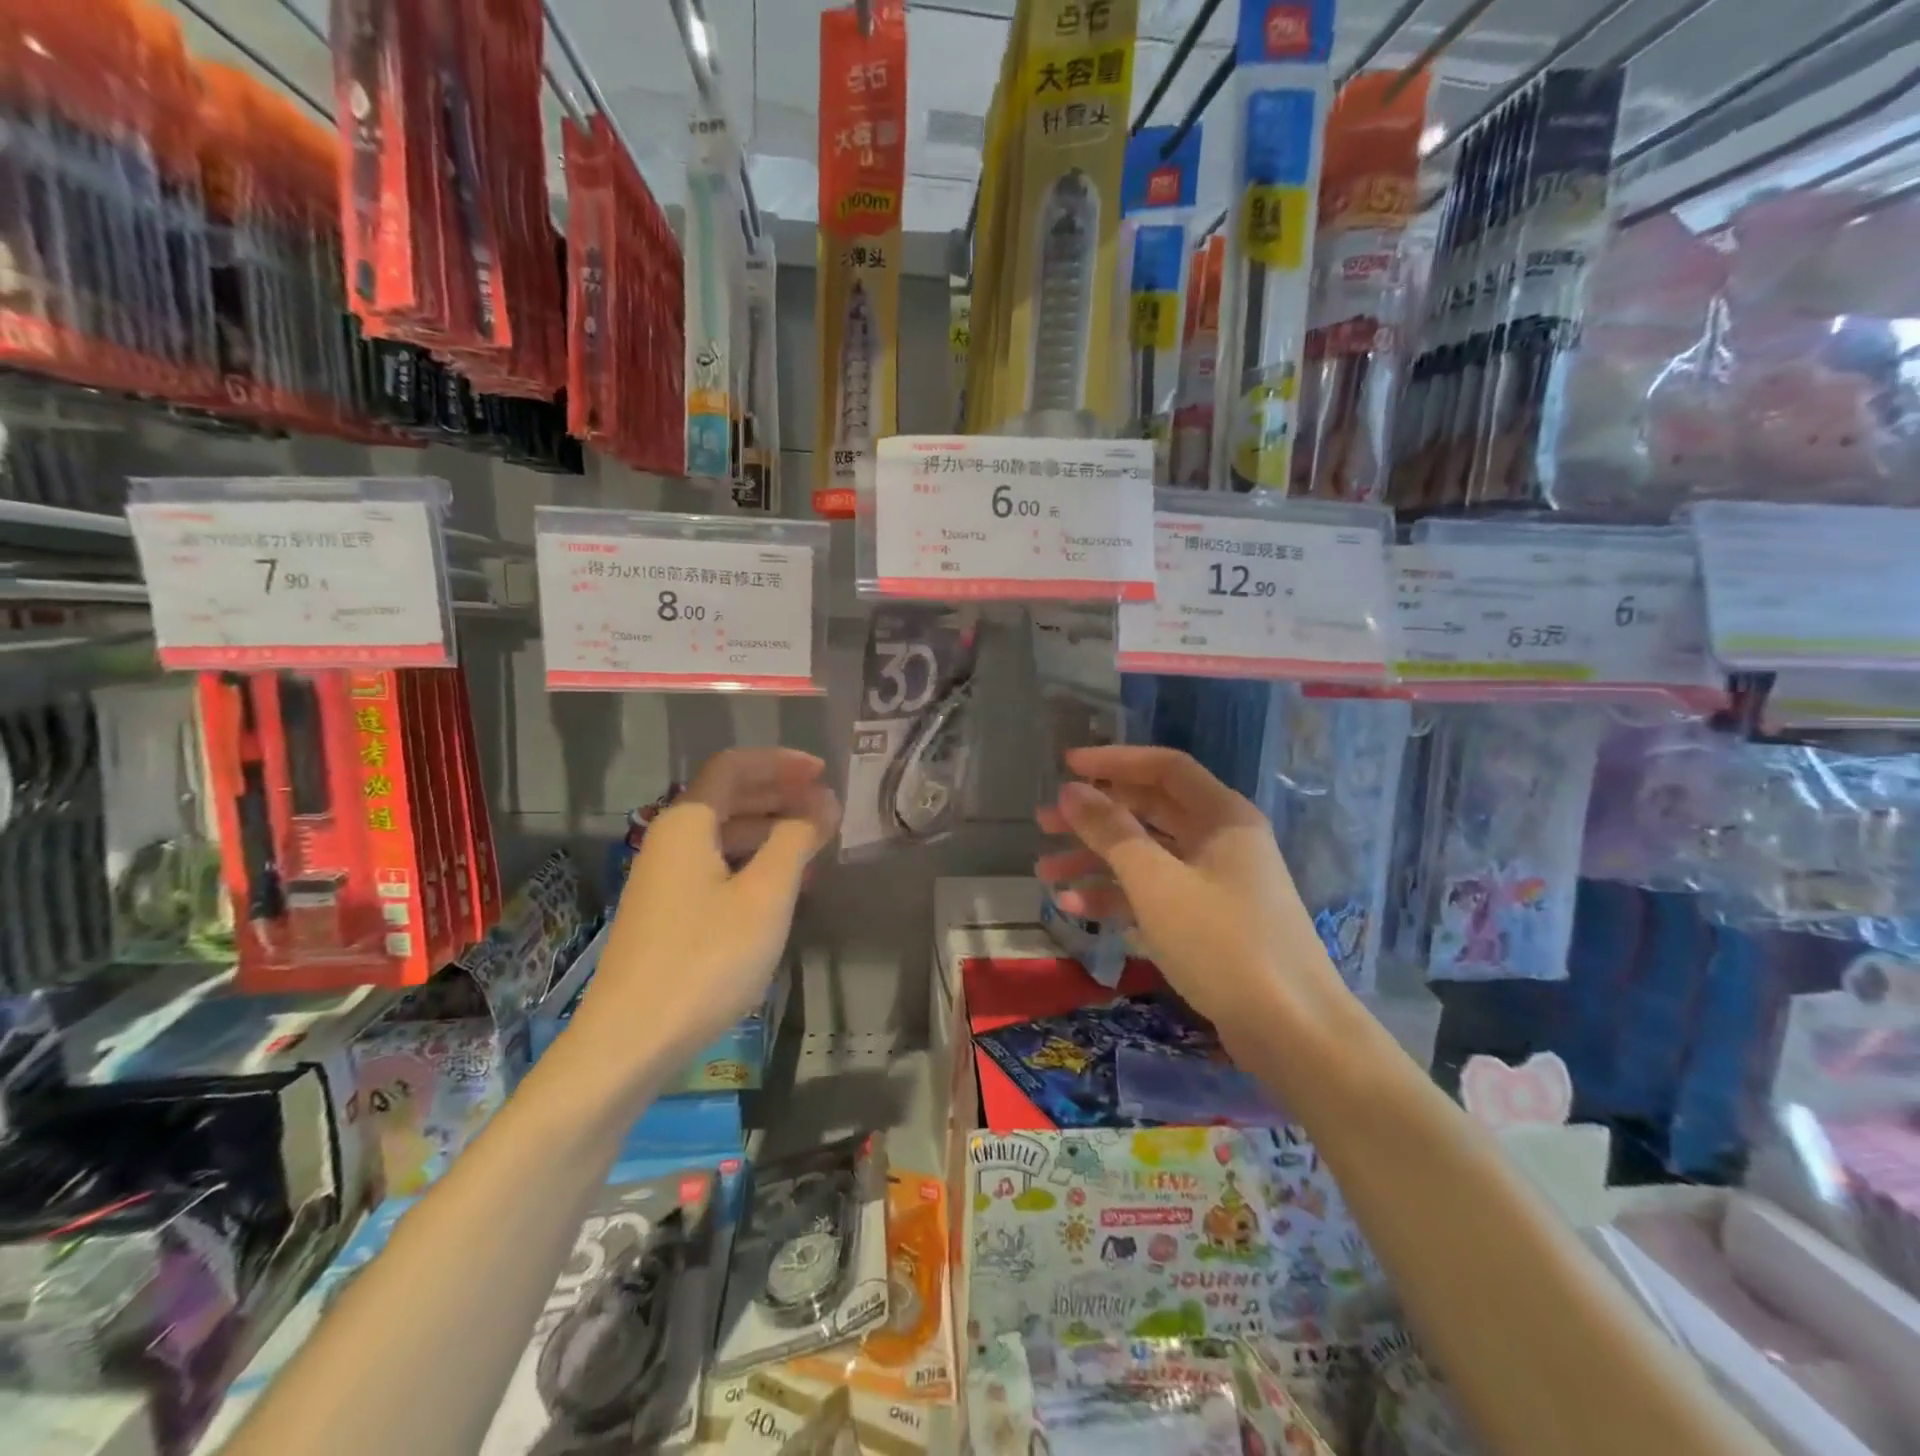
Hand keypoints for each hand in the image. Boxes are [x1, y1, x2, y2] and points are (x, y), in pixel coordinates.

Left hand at [572, 749, 840, 1069]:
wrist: (629, 1041)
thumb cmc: (705, 959)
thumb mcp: (765, 895)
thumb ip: (797, 839)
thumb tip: (823, 801)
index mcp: (687, 823)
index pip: (734, 767)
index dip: (781, 762)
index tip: (824, 773)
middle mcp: (670, 840)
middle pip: (728, 797)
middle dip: (779, 794)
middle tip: (826, 805)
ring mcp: (664, 879)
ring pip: (723, 834)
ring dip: (770, 829)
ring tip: (815, 844)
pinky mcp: (666, 913)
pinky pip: (716, 866)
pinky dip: (753, 862)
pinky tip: (782, 886)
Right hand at [1035, 746, 1346, 1027]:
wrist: (1292, 1032)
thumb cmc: (1223, 943)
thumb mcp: (1157, 883)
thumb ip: (1111, 832)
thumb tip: (1072, 791)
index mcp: (1221, 816)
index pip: (1164, 768)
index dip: (1113, 761)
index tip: (1065, 767)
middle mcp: (1220, 840)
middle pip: (1149, 811)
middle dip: (1095, 816)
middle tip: (1044, 823)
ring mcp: (1215, 883)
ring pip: (1146, 856)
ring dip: (1096, 860)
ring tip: (1045, 872)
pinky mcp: (1207, 922)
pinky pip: (1155, 894)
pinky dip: (1117, 897)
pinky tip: (1075, 907)